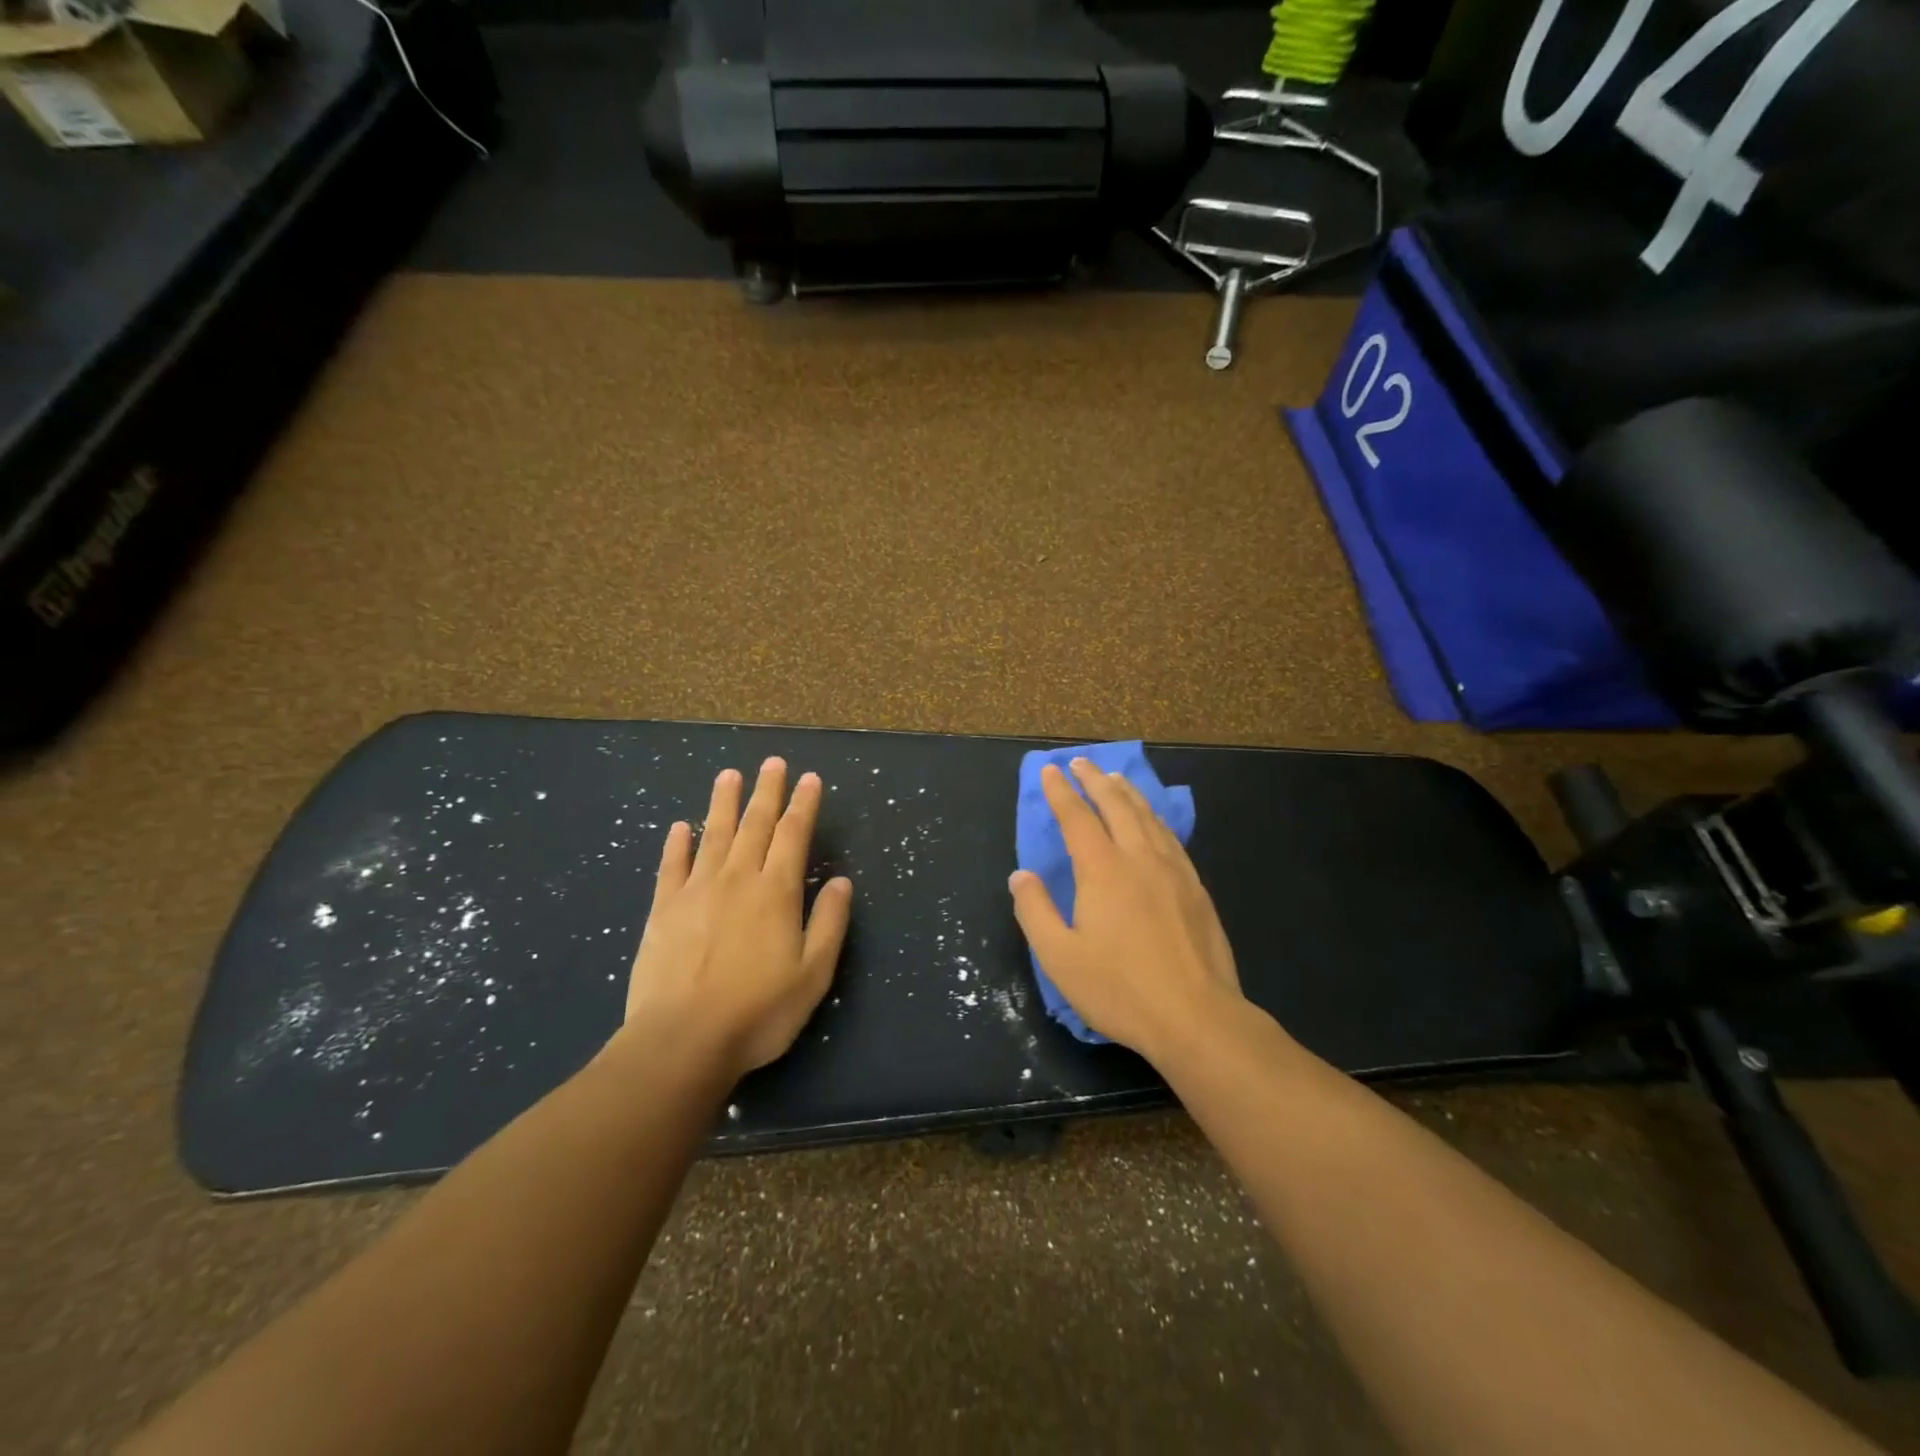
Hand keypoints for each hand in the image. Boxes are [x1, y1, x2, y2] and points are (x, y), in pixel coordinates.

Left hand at [622, 758, 852, 1078]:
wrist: (682, 1041)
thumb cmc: (758, 1012)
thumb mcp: (813, 974)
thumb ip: (830, 923)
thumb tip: (842, 881)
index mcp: (777, 892)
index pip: (794, 835)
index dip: (804, 804)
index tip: (810, 778)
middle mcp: (738, 879)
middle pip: (754, 824)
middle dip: (767, 791)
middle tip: (772, 762)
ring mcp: (696, 891)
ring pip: (713, 835)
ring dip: (723, 803)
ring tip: (729, 775)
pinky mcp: (663, 910)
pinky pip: (671, 866)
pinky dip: (677, 843)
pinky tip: (680, 826)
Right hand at [1008, 759, 1242, 1061]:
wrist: (1197, 1017)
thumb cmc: (1120, 989)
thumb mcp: (1060, 957)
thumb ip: (1035, 911)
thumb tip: (1020, 876)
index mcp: (1102, 870)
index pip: (1077, 817)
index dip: (1060, 792)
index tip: (1051, 771)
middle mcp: (1139, 858)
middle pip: (1116, 806)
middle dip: (1094, 781)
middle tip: (1081, 763)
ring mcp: (1174, 871)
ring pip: (1148, 817)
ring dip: (1127, 793)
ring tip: (1115, 779)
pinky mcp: (1196, 889)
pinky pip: (1171, 837)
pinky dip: (1155, 818)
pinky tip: (1154, 822)